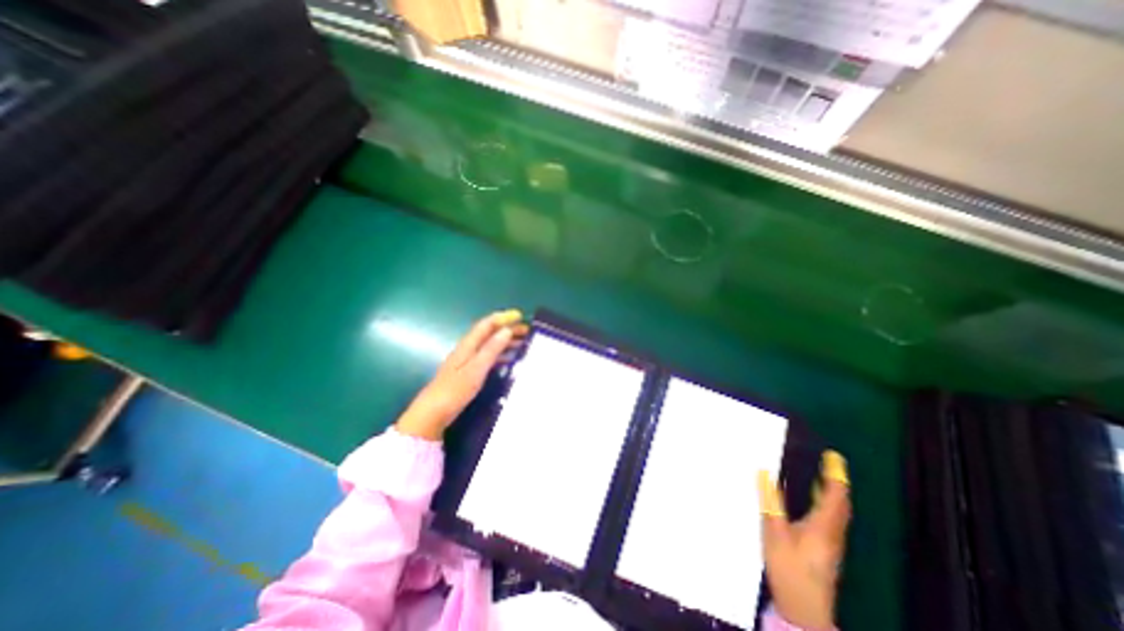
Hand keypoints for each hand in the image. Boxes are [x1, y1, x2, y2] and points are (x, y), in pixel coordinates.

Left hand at [396, 309, 530, 439]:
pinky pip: (489, 357)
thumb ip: (492, 349)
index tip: (520, 316)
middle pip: (489, 333)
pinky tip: (510, 360)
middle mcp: (468, 349)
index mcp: (468, 344)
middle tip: (527, 331)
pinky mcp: (469, 372)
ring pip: (490, 345)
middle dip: (507, 329)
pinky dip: (501, 355)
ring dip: (506, 341)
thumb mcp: (477, 368)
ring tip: (523, 343)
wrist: (434, 412)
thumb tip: (507, 330)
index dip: (503, 318)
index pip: (487, 324)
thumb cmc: (455, 389)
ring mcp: (468, 361)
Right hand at [760, 452, 856, 629]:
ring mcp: (831, 543)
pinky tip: (812, 501)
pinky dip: (825, 503)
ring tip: (822, 475)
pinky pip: (830, 519)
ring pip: (836, 512)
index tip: (833, 457)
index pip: (834, 496)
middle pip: (840, 504)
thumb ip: (771, 501)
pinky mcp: (825, 550)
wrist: (803, 609)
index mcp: (823, 527)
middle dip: (836, 482)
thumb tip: (765, 473)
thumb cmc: (789, 568)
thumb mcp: (774, 532)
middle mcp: (832, 533)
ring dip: (832, 492)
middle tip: (829, 463)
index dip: (835, 475)